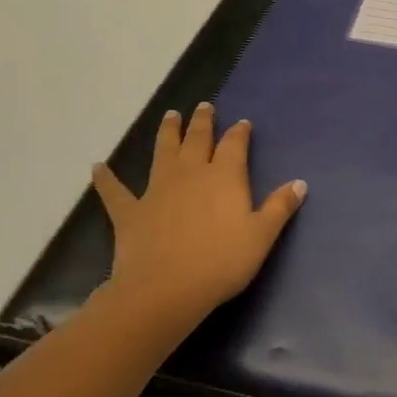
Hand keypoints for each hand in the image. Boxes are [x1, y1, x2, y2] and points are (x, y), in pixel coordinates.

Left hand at [93, 102, 306, 337]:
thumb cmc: (221, 262)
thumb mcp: (261, 236)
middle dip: (202, 122)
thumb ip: (280, 207)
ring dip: (166, 133)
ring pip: (162, 152)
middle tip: (203, 106)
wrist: (165, 290)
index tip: (242, 123)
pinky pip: (114, 191)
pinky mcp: (130, 212)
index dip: (239, 132)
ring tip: (169, 116)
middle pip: (197, 139)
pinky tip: (97, 167)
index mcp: (224, 176)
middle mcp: (191, 173)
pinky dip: (105, 179)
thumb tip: (300, 182)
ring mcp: (157, 190)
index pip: (234, 144)